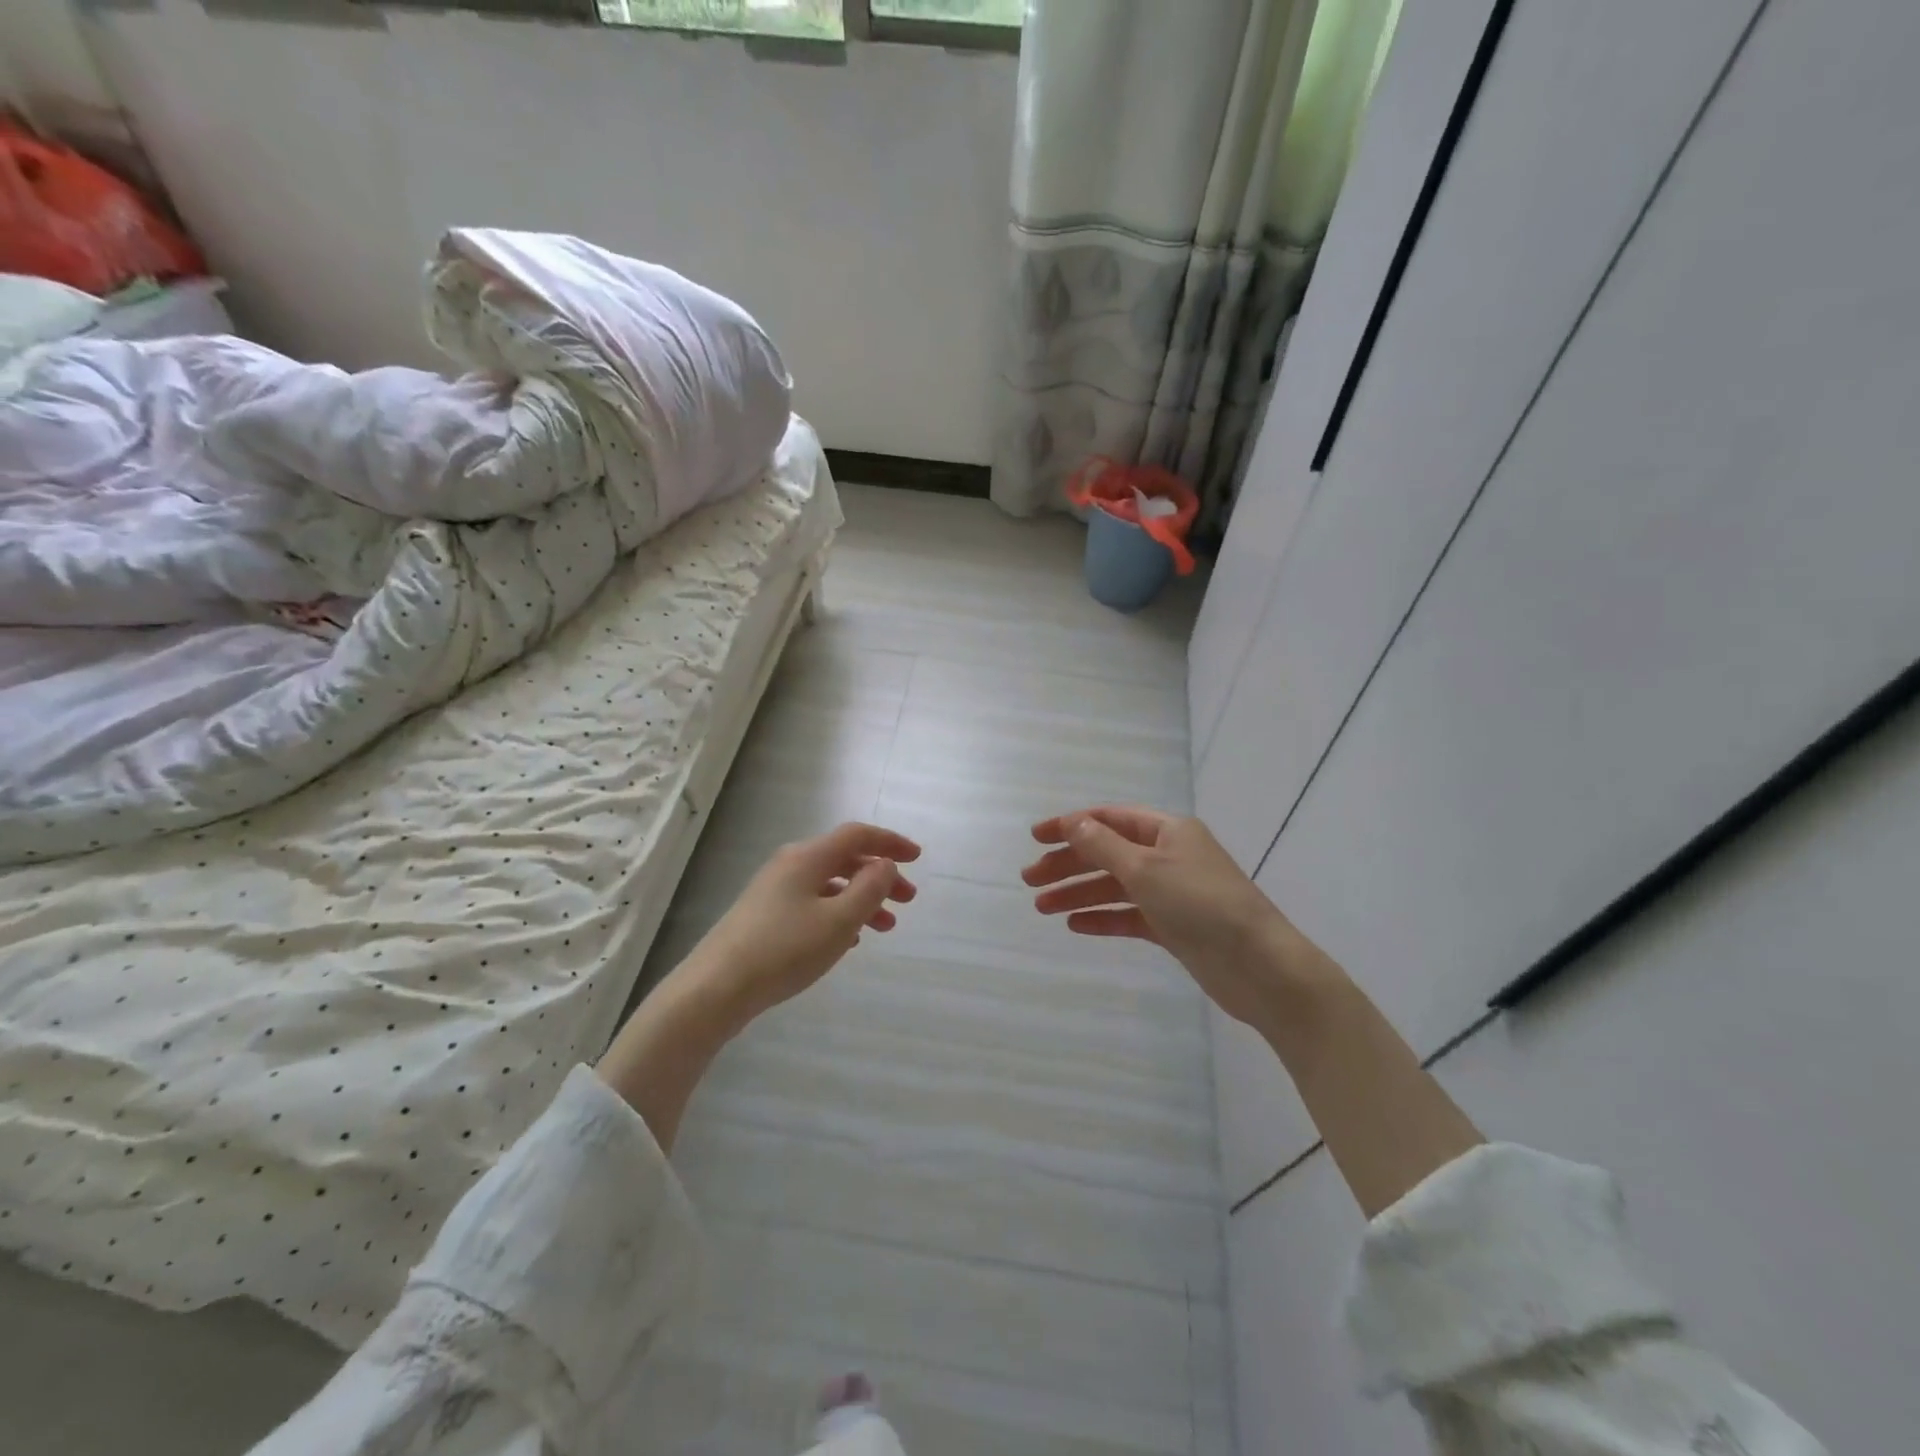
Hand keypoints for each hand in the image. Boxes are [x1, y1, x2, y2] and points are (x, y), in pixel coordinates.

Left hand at [682, 821, 920, 1024]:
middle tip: (908, 900)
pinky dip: (839, 912)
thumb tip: (885, 864)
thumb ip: (870, 889)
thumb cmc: (784, 950)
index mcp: (808, 857)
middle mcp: (790, 865)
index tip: (917, 858)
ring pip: (830, 884)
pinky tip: (849, 939)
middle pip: (844, 858)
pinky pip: (813, 903)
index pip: (857, 835)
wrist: (715, 988)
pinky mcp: (764, 916)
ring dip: (862, 899)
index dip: (890, 842)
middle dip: (880, 876)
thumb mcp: (839, 920)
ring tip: (885, 927)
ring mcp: (774, 891)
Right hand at [1023, 806, 1325, 1029]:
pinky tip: (1075, 926)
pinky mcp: (1174, 926)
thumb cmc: (1201, 905)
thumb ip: (1103, 846)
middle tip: (1029, 880)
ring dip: (1079, 893)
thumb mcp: (1145, 869)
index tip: (1035, 839)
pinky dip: (1103, 918)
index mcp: (1167, 831)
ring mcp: (1171, 892)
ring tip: (1041, 907)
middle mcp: (1168, 856)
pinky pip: (1130, 916)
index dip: (1070, 825)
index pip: (1109, 819)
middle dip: (1068, 864)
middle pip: (1107, 853)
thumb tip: (1072, 821)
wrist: (1260, 967)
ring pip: (1115, 886)